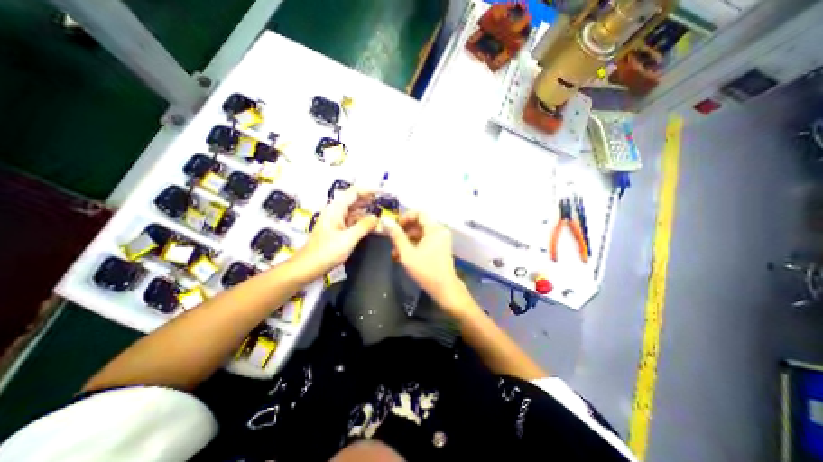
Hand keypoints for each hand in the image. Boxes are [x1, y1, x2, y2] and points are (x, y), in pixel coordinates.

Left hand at [291, 188, 376, 281]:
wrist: (308, 267)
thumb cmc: (326, 252)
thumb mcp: (348, 239)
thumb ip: (364, 226)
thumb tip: (376, 217)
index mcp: (336, 209)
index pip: (354, 192)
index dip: (368, 190)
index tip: (382, 193)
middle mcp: (335, 211)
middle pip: (354, 200)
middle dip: (369, 200)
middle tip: (384, 203)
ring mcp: (336, 221)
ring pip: (354, 211)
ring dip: (366, 211)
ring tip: (381, 212)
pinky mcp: (337, 230)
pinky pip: (352, 221)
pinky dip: (361, 221)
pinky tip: (371, 224)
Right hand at [381, 211, 471, 313]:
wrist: (444, 289)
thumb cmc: (426, 271)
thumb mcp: (407, 253)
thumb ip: (396, 236)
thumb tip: (385, 220)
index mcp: (435, 229)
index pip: (419, 213)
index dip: (405, 217)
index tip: (395, 226)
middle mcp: (439, 231)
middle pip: (419, 223)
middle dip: (404, 231)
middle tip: (392, 240)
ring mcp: (440, 239)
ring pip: (420, 233)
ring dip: (406, 240)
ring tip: (394, 252)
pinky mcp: (439, 247)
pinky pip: (424, 240)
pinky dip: (413, 245)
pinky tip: (402, 256)